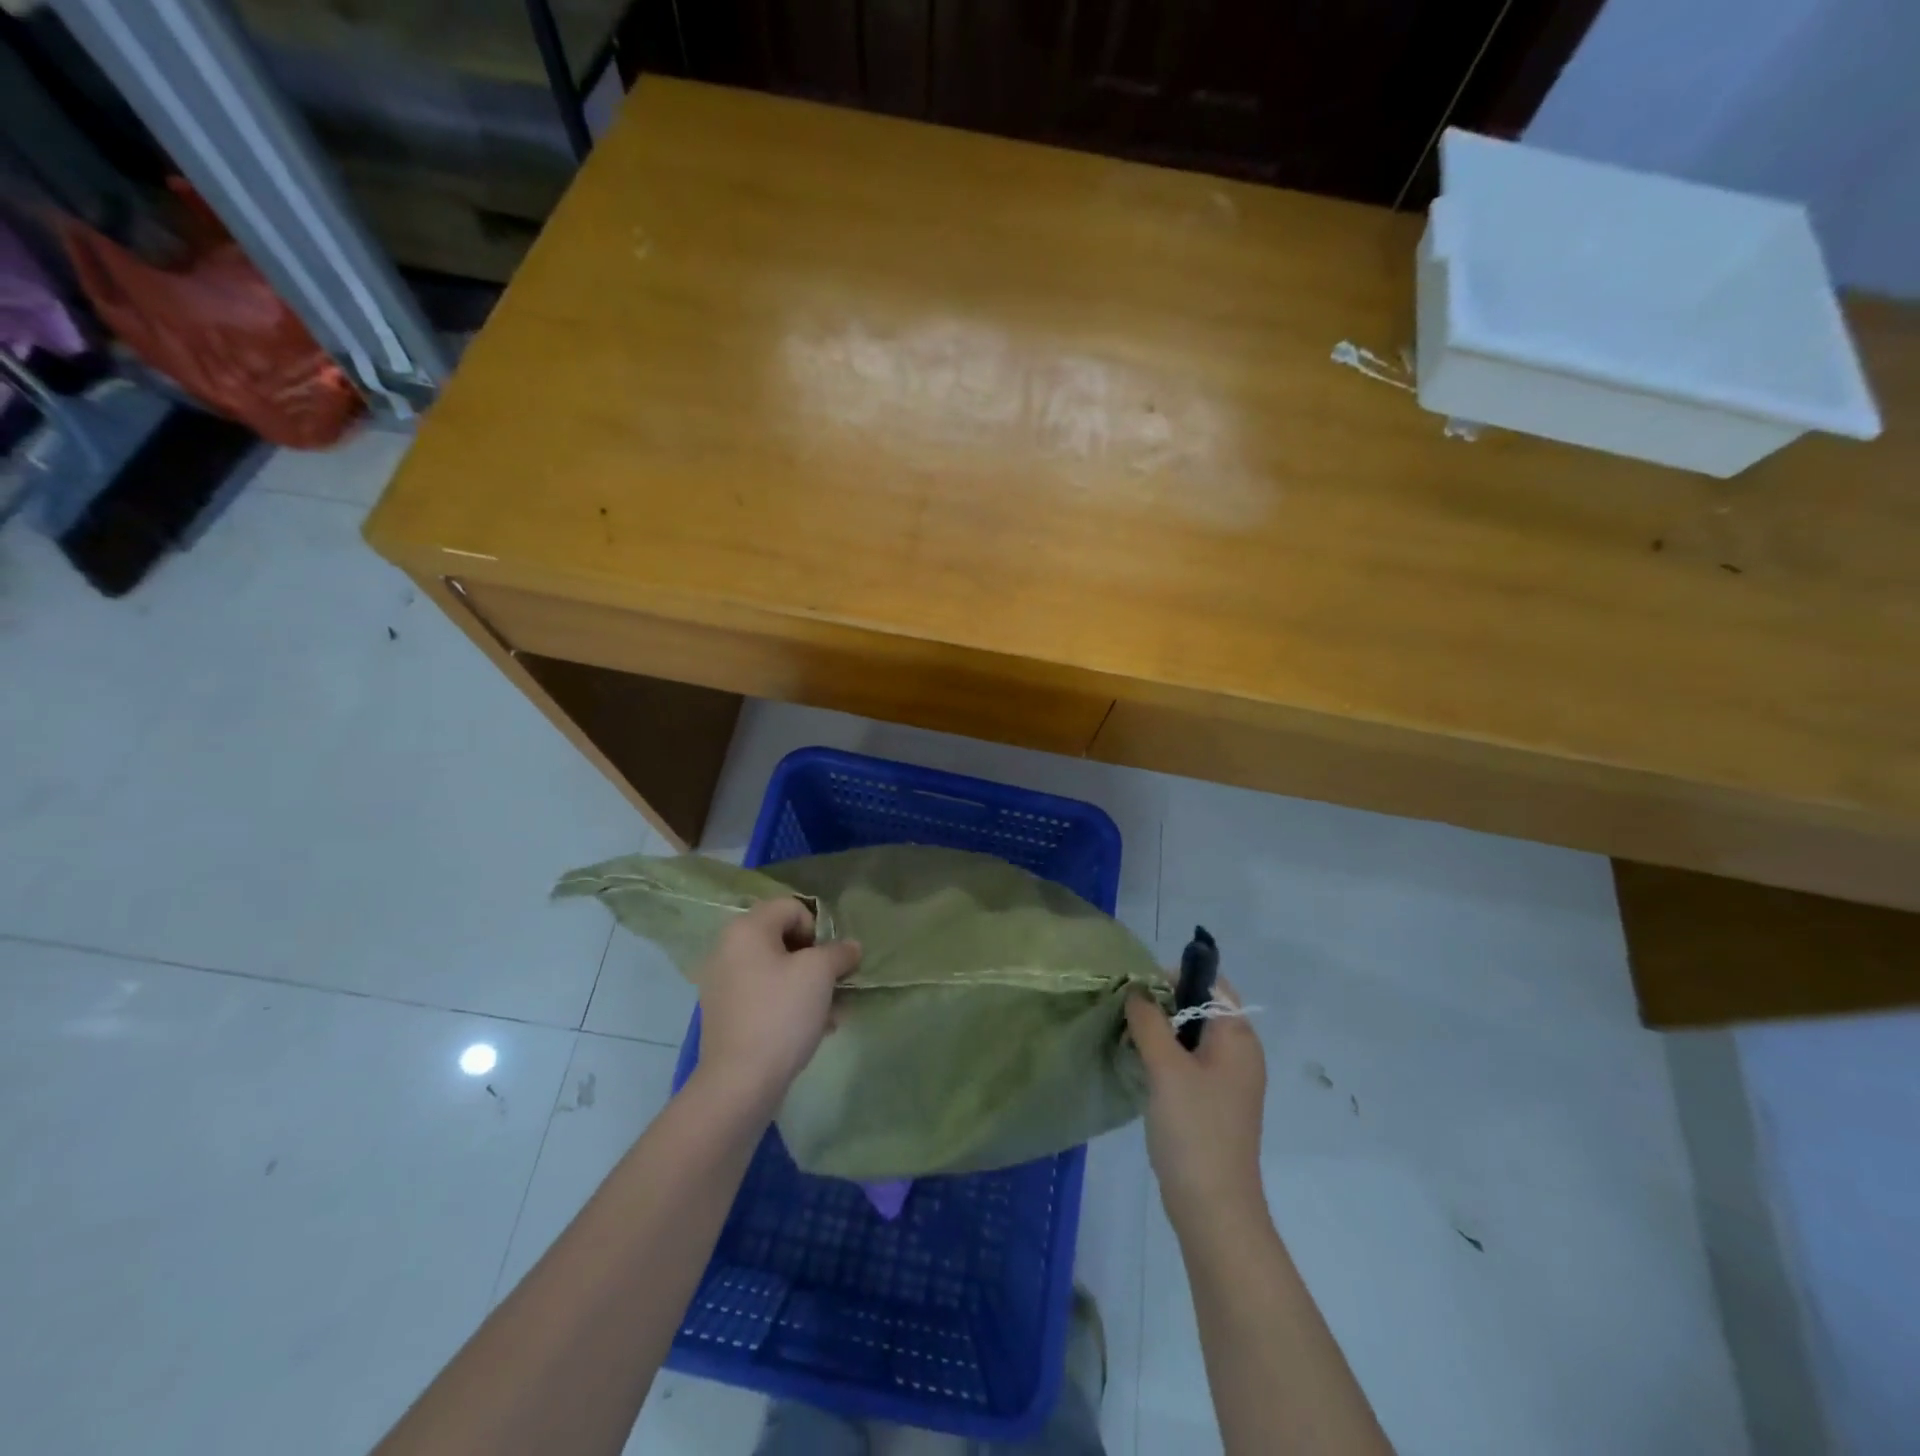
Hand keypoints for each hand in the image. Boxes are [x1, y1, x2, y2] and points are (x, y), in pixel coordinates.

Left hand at [693, 897, 861, 1117]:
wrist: (740, 1082)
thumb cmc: (781, 1014)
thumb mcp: (820, 973)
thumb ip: (840, 952)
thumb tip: (851, 947)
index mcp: (746, 929)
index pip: (792, 907)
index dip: (818, 928)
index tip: (830, 959)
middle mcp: (728, 949)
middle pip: (784, 938)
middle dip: (816, 959)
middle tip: (834, 984)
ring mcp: (723, 983)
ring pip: (777, 970)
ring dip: (807, 985)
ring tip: (830, 1012)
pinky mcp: (726, 1014)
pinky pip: (765, 995)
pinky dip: (789, 1004)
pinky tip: (813, 1028)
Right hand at [1126, 978, 1267, 1233]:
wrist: (1213, 1208)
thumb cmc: (1194, 1128)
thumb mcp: (1166, 1067)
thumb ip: (1149, 1020)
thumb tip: (1137, 989)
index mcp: (1238, 1038)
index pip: (1213, 985)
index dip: (1178, 977)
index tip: (1140, 988)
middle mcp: (1239, 1054)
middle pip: (1201, 1009)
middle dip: (1163, 1003)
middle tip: (1126, 1011)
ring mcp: (1227, 1081)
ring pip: (1191, 1036)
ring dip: (1160, 1030)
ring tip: (1127, 1035)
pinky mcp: (1212, 1103)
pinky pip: (1188, 1063)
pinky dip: (1165, 1056)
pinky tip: (1139, 1065)